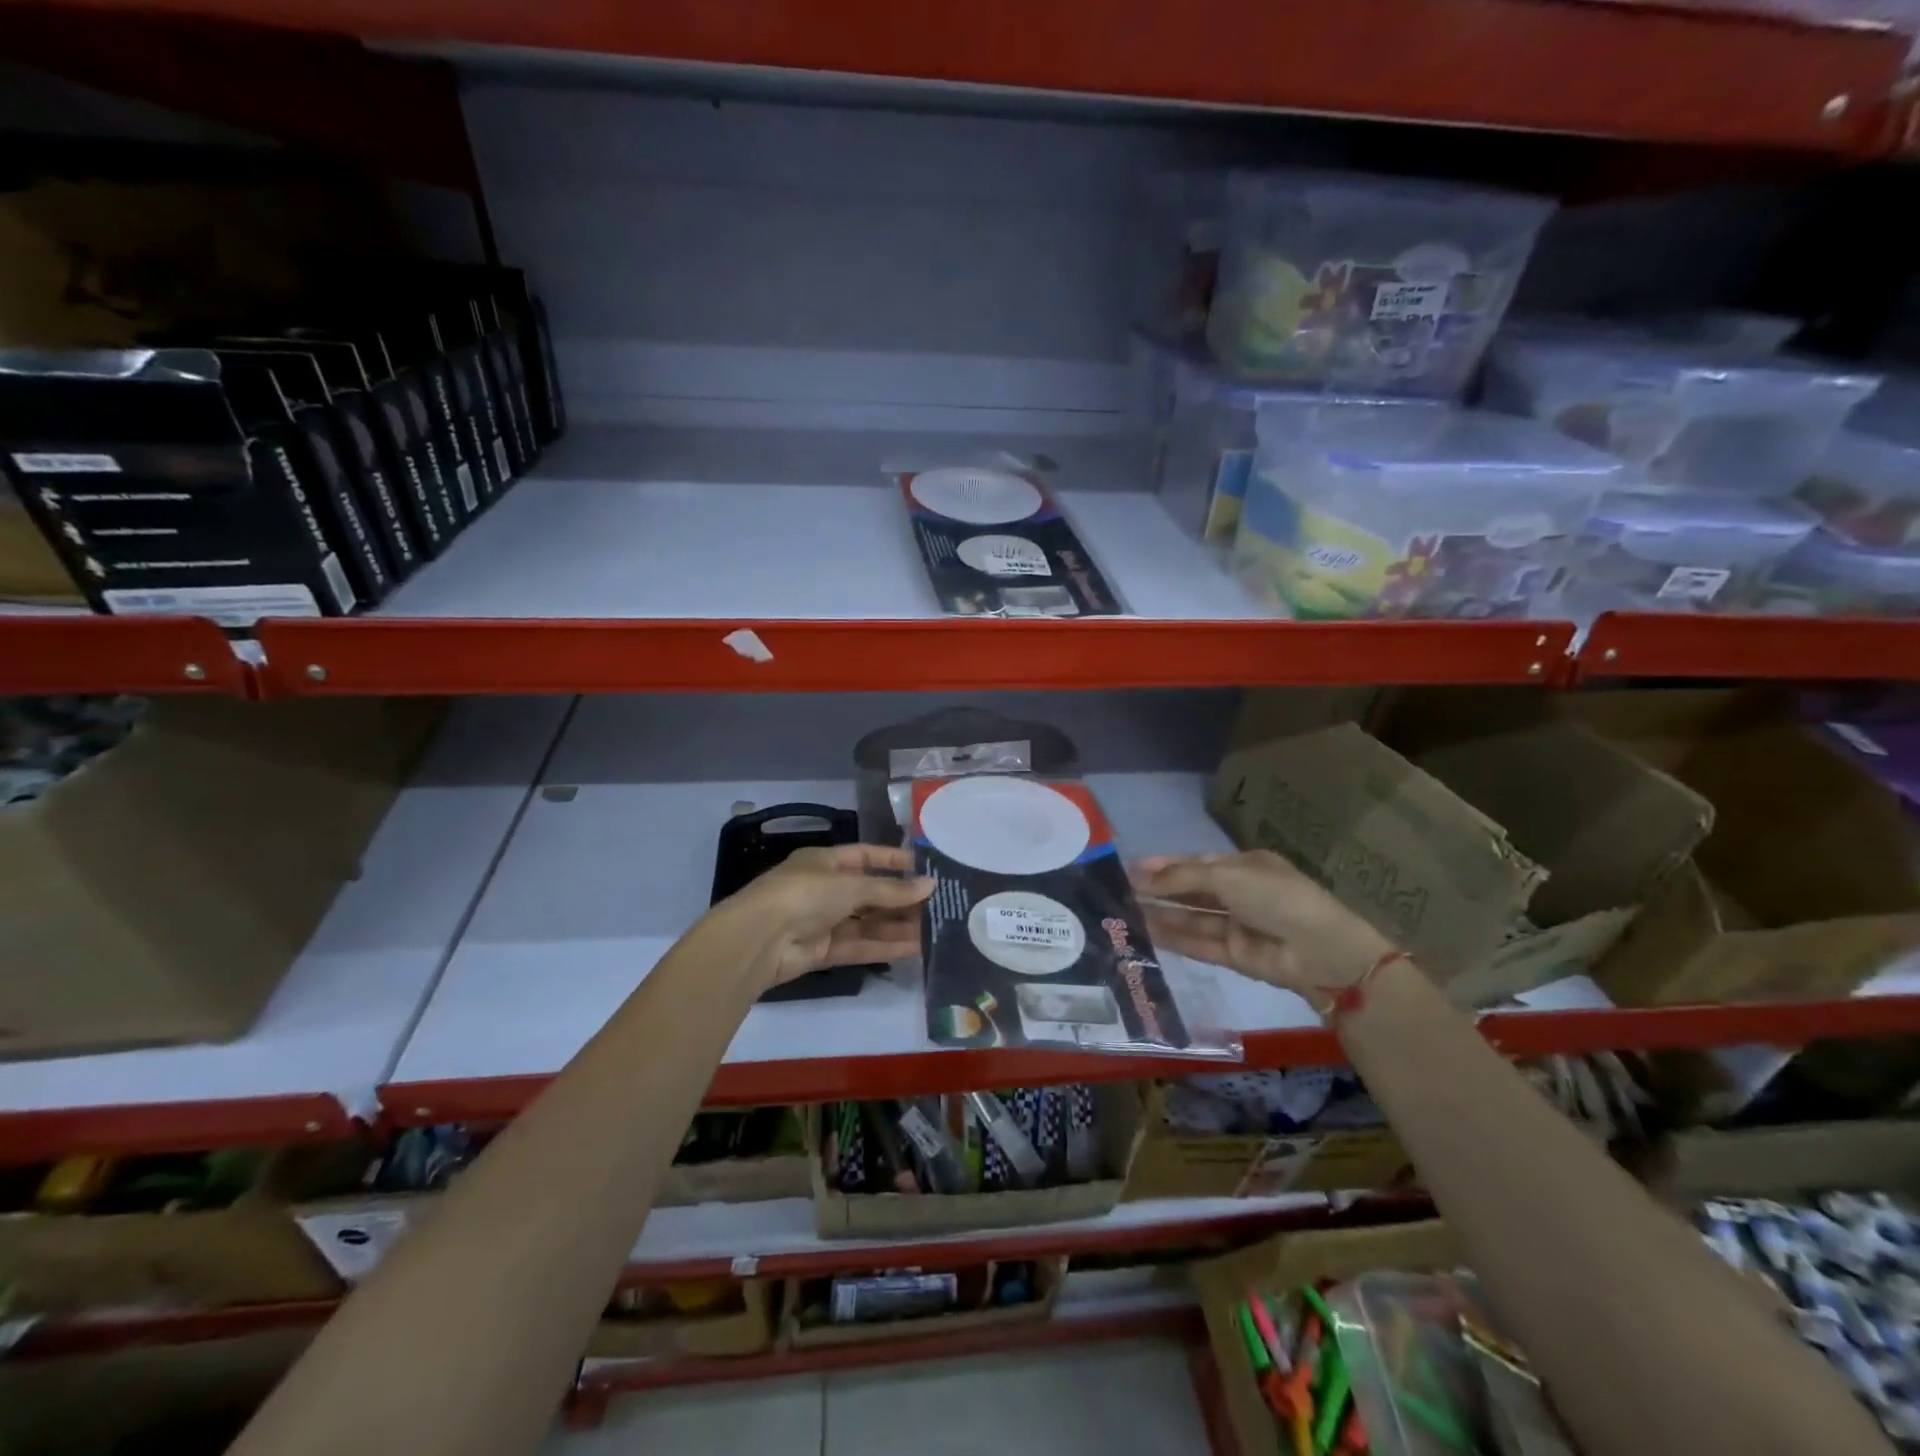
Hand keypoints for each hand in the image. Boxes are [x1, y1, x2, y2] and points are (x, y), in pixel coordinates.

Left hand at [717, 844, 933, 988]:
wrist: (759, 940)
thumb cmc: (804, 895)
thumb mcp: (851, 885)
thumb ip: (891, 889)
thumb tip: (930, 885)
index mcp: (825, 861)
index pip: (865, 855)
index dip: (893, 860)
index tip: (924, 866)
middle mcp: (825, 889)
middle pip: (870, 892)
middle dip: (901, 898)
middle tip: (938, 904)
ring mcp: (823, 921)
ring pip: (868, 921)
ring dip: (898, 925)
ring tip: (935, 928)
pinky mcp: (824, 950)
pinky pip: (860, 945)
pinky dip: (885, 946)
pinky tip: (916, 948)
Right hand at [1131, 849, 1395, 996]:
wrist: (1320, 951)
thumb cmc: (1276, 897)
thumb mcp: (1228, 877)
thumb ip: (1183, 878)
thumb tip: (1141, 875)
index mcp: (1245, 866)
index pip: (1197, 863)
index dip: (1166, 865)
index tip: (1131, 867)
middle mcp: (1240, 894)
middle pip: (1192, 891)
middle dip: (1160, 890)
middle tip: (1120, 891)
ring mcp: (1237, 925)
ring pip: (1192, 918)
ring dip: (1162, 914)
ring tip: (1126, 912)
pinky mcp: (1234, 955)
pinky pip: (1199, 943)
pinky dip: (1174, 938)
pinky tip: (1147, 932)